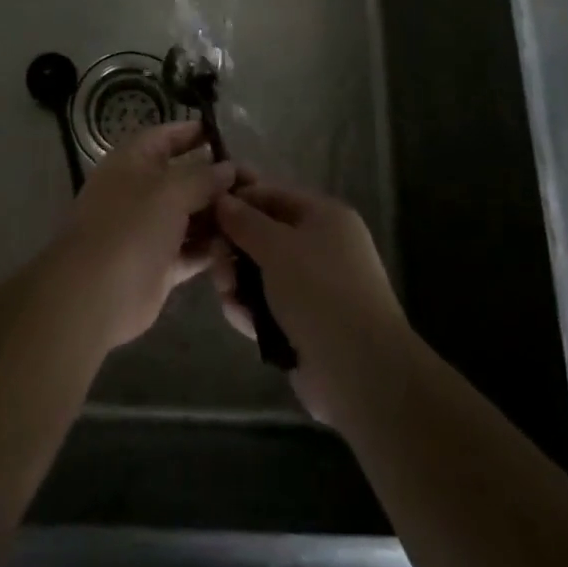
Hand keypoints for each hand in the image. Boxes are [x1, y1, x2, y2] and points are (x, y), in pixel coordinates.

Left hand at [57, 120, 236, 351]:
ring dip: (219, 215)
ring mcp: (150, 229)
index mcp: (134, 162)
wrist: (94, 294)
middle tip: (256, 184)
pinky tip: (241, 245)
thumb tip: (228, 168)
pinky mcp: (160, 263)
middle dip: (217, 180)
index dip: (195, 132)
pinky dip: (212, 247)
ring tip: (255, 215)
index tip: (228, 136)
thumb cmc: (130, 227)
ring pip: (191, 215)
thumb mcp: (170, 191)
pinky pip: (192, 249)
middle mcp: (142, 190)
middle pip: (185, 177)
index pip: (167, 136)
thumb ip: (203, 177)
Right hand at [212, 178, 410, 427]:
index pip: (272, 195)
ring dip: (238, 282)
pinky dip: (251, 309)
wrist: (361, 371)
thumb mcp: (277, 246)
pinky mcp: (305, 323)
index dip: (238, 200)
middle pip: (264, 235)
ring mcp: (314, 287)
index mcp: (324, 217)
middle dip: (234, 248)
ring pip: (262, 273)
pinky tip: (239, 318)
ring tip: (228, 296)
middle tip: (215, 263)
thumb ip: (244, 221)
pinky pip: (269, 305)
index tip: (206, 213)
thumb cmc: (319, 291)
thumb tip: (222, 199)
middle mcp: (321, 246)